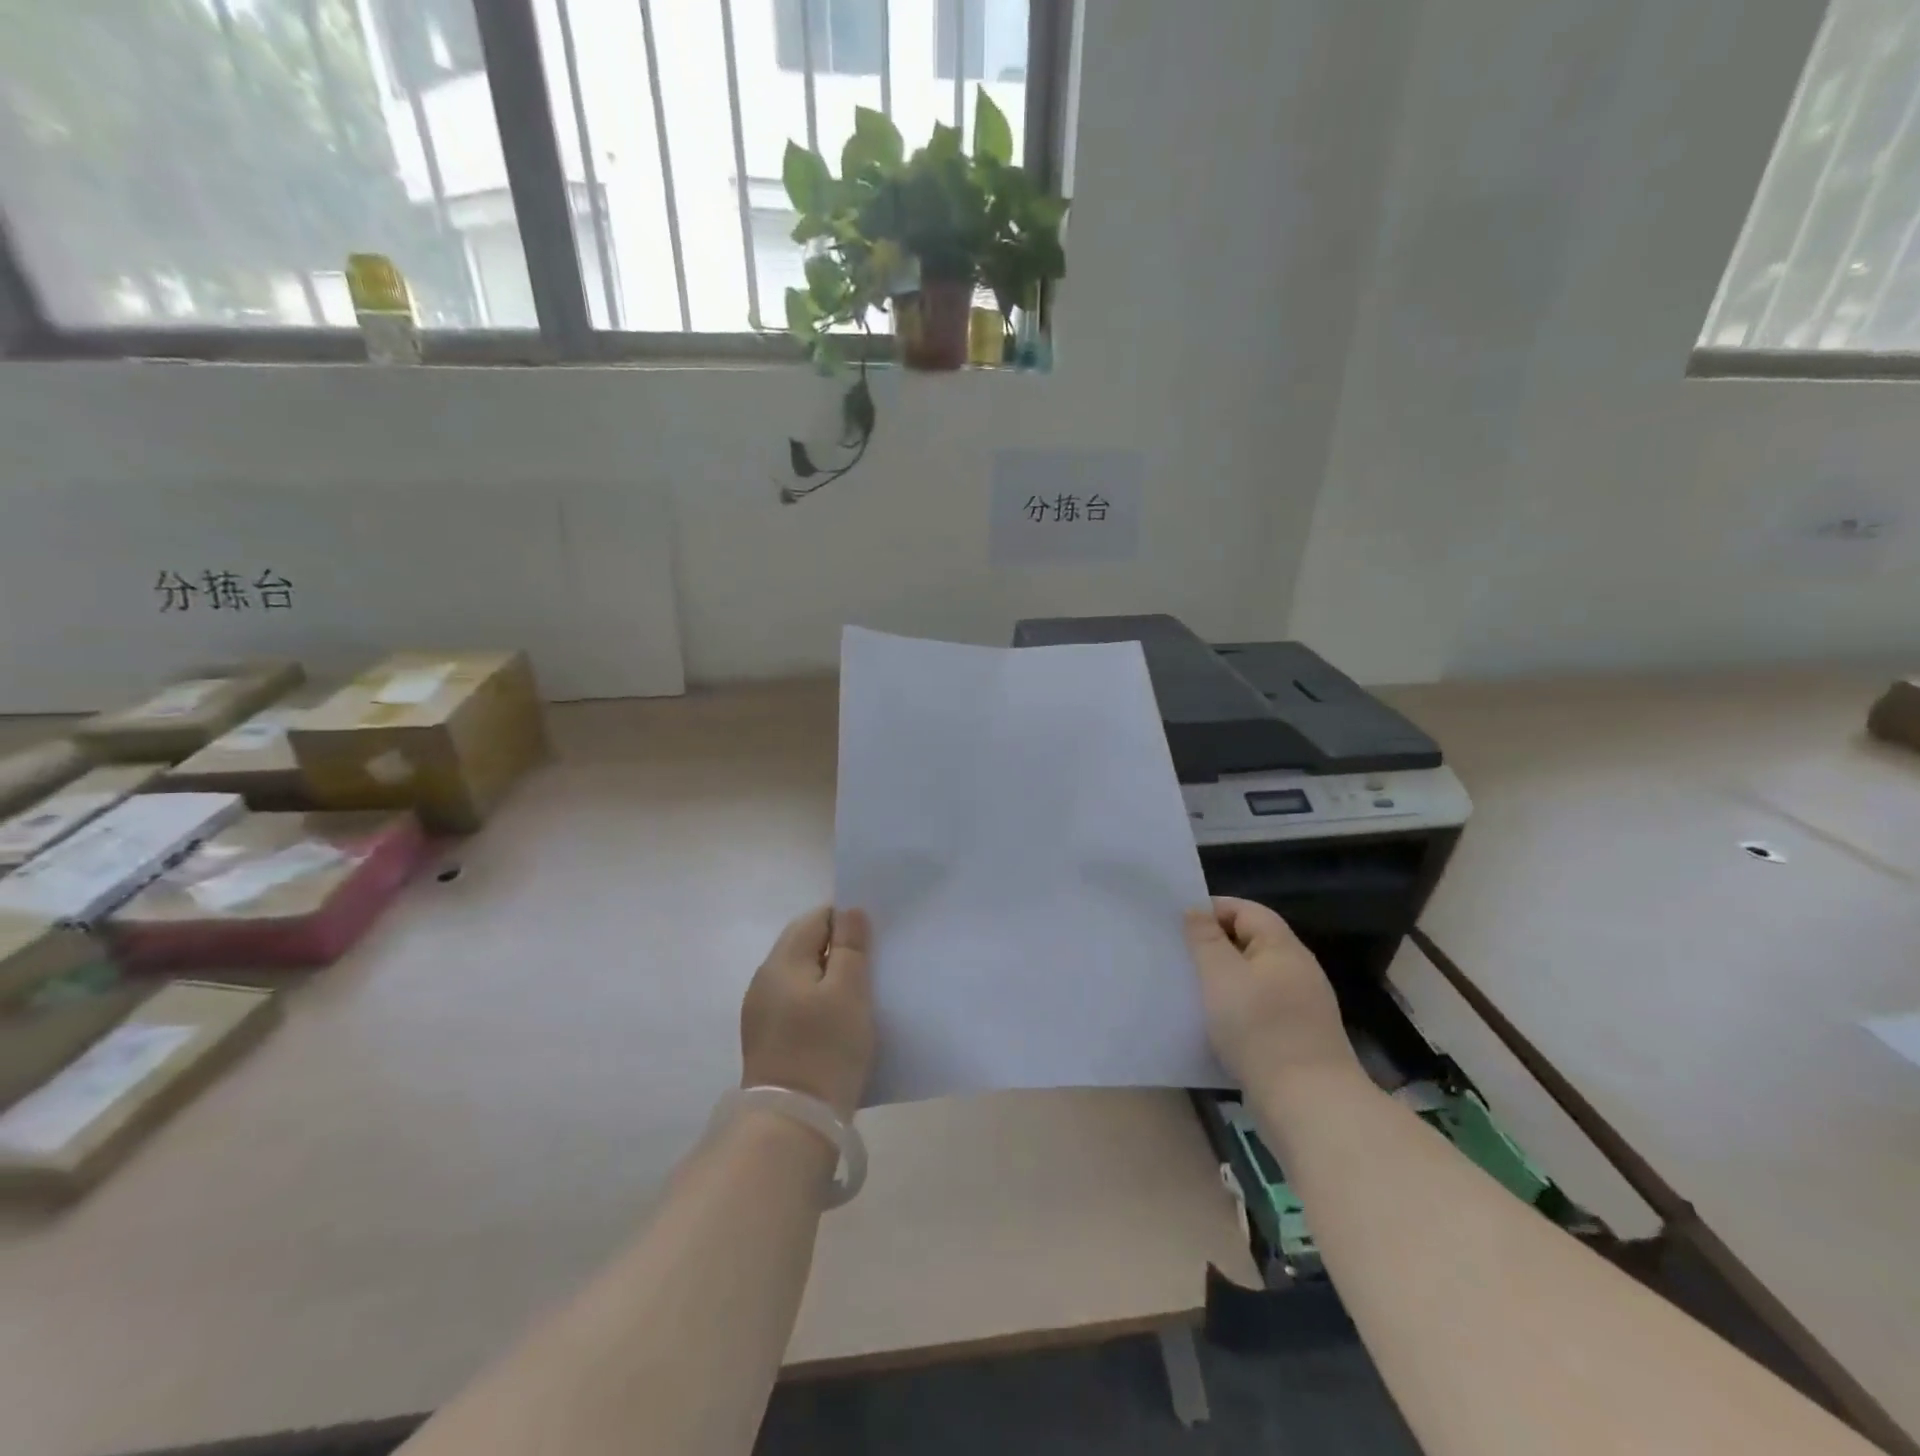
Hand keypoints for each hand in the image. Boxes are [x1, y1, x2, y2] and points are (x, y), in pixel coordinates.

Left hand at [740, 906, 874, 1120]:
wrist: (792, 1123)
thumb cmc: (826, 1049)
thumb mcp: (849, 991)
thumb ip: (851, 946)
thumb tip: (850, 911)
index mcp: (781, 961)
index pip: (815, 918)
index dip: (845, 921)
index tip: (873, 941)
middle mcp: (764, 979)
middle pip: (805, 945)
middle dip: (838, 949)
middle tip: (872, 967)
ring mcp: (761, 1011)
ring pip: (802, 976)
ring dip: (829, 977)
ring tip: (860, 995)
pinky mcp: (766, 1039)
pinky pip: (796, 1003)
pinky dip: (818, 1002)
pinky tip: (837, 1022)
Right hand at [1185, 897, 1355, 1091]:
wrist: (1307, 1104)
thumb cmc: (1259, 1028)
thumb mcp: (1221, 976)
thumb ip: (1205, 938)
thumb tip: (1196, 909)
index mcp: (1283, 947)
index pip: (1246, 910)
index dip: (1212, 909)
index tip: (1178, 925)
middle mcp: (1297, 970)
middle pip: (1251, 942)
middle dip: (1214, 945)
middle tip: (1179, 956)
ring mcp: (1300, 1006)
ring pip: (1253, 978)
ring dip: (1223, 980)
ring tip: (1190, 989)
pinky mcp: (1296, 1038)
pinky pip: (1259, 1008)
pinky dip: (1235, 1008)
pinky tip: (1214, 1024)